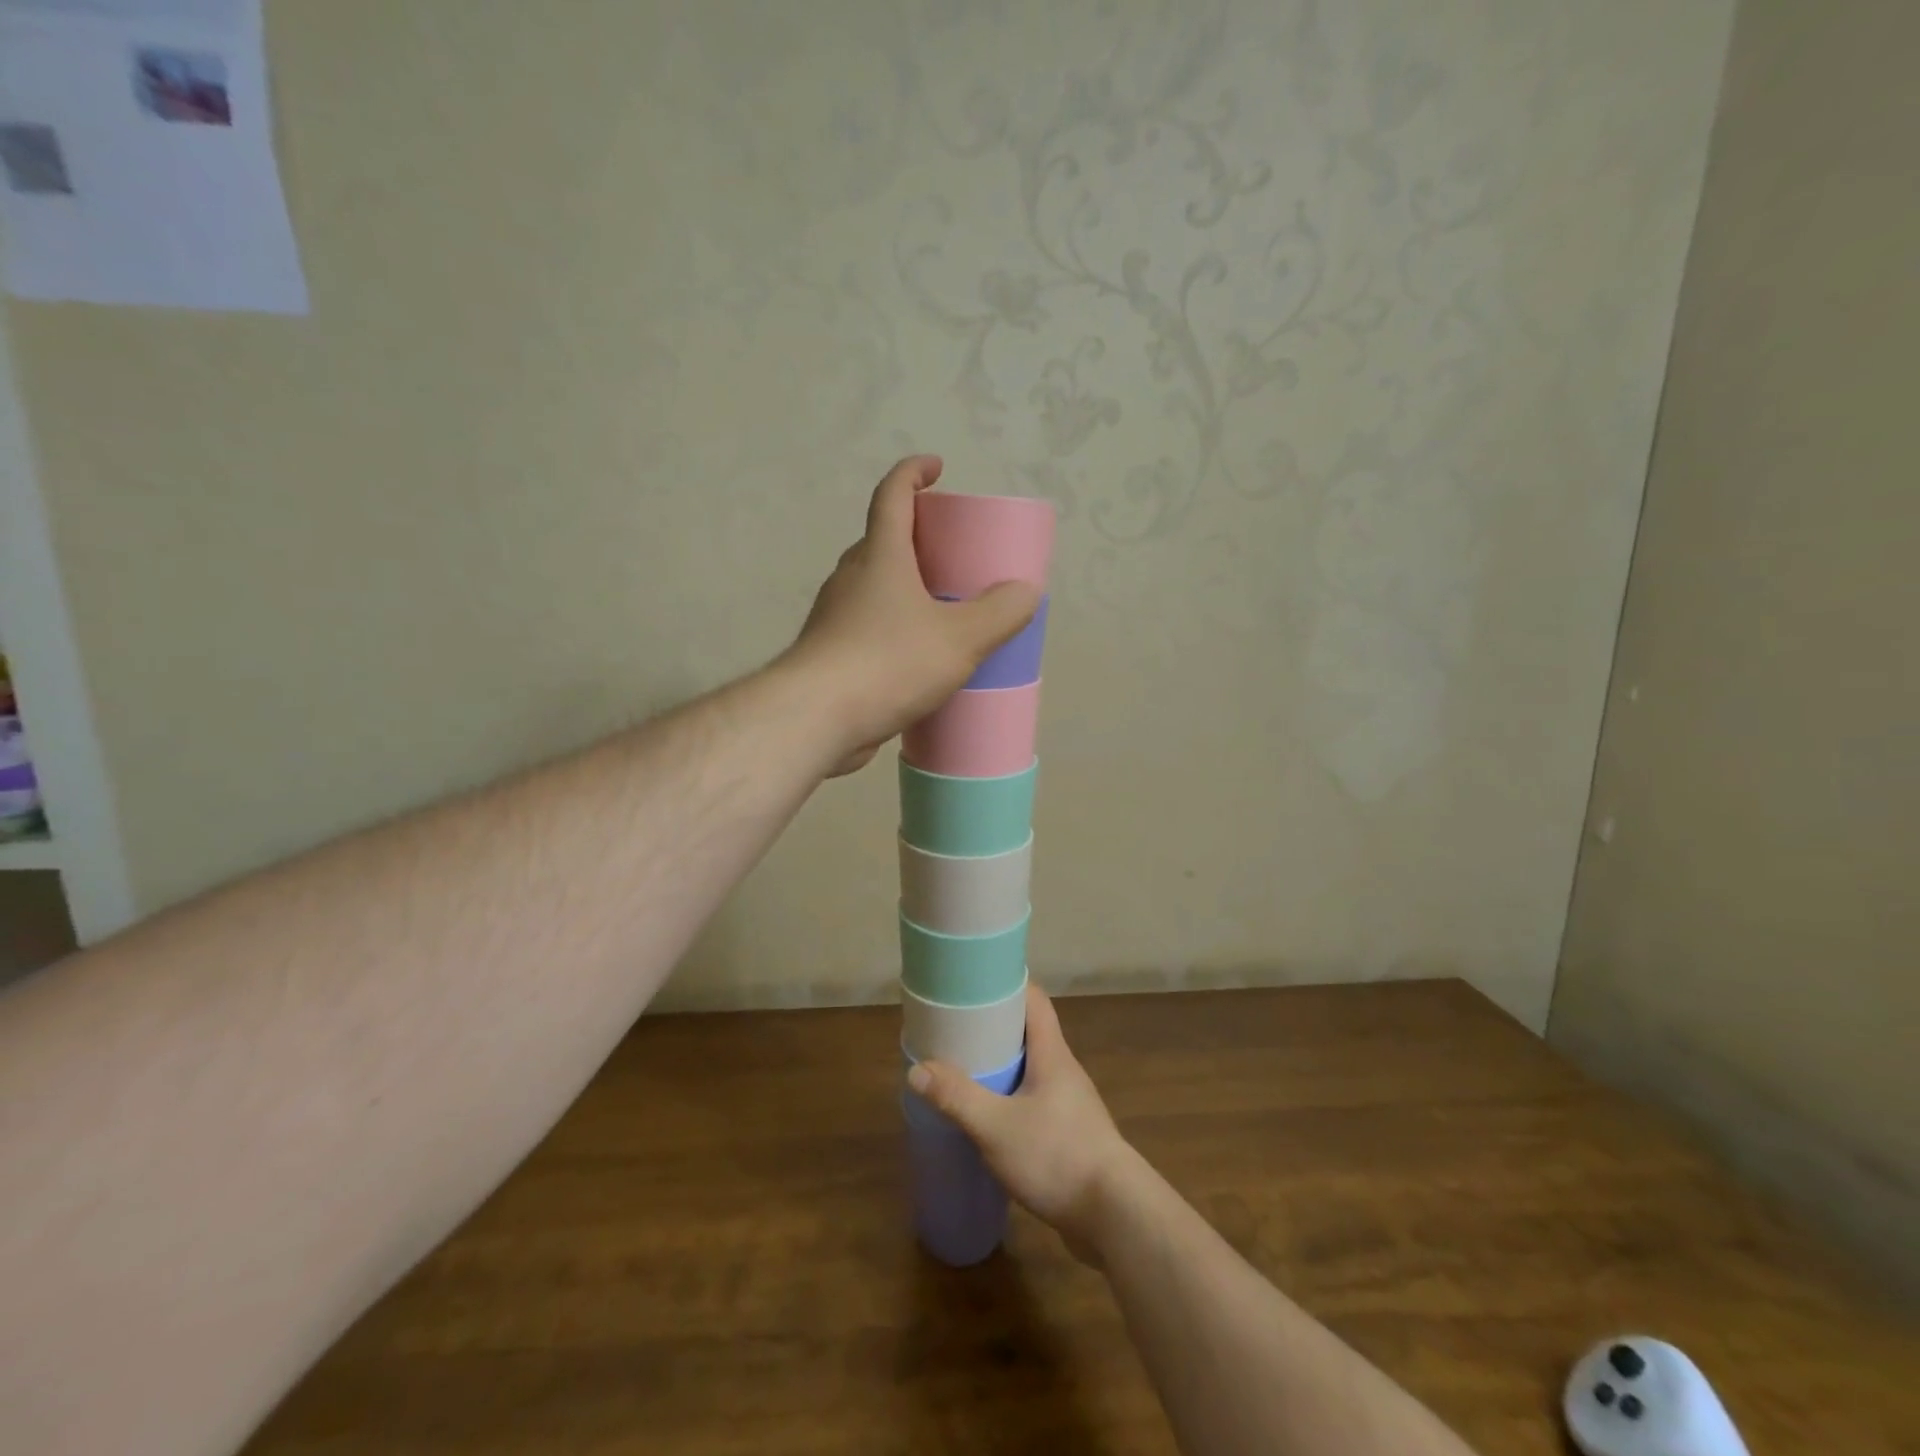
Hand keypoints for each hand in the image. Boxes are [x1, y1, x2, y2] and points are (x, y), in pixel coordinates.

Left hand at [787, 456, 1041, 776]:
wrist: (815, 718)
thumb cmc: (888, 663)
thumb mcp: (959, 639)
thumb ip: (999, 614)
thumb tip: (1026, 592)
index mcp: (880, 556)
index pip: (892, 495)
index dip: (913, 473)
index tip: (936, 468)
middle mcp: (851, 578)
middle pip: (882, 541)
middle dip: (915, 537)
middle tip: (950, 553)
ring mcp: (835, 617)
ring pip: (873, 587)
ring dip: (903, 586)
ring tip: (940, 608)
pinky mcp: (830, 654)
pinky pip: (868, 626)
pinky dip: (893, 627)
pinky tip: (915, 657)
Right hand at [907, 983, 1137, 1263]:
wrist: (1115, 1217)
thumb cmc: (1057, 1156)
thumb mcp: (997, 1127)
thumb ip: (957, 1098)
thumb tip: (917, 1069)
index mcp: (1052, 1053)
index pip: (1034, 1000)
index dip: (1007, 984)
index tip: (975, 982)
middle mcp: (1064, 1070)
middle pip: (1029, 1032)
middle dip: (995, 1027)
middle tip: (957, 1029)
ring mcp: (1070, 1103)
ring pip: (1032, 1069)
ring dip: (1003, 1066)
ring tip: (966, 1070)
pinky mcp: (1070, 1134)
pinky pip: (1035, 1101)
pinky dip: (1011, 1098)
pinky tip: (990, 1118)